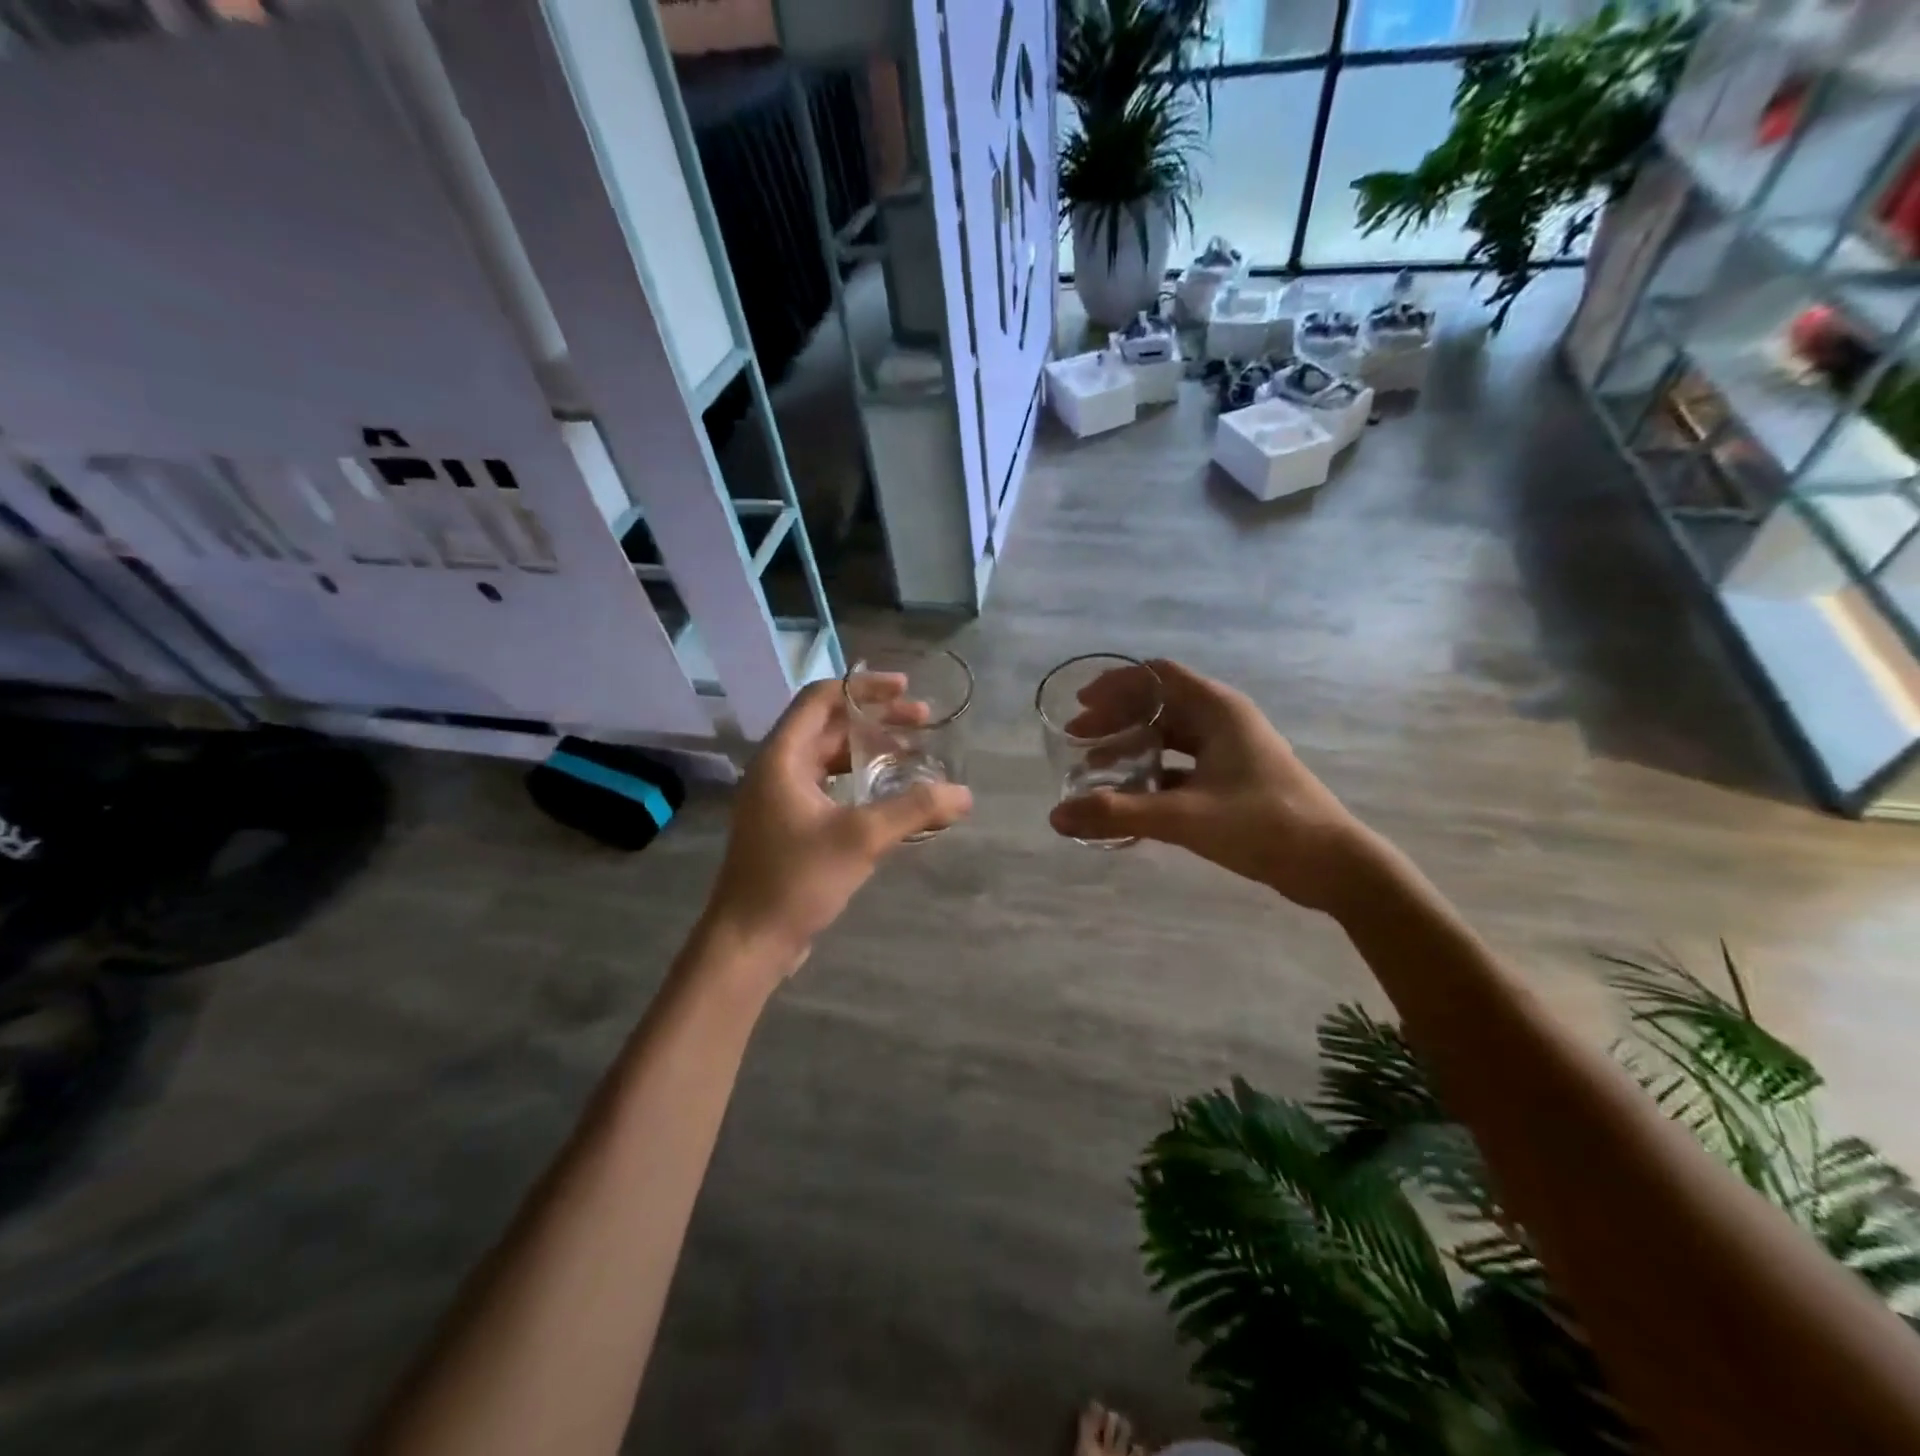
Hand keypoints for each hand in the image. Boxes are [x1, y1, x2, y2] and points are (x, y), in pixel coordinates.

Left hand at [702, 678, 971, 972]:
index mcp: (782, 757)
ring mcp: (781, 800)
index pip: (821, 698)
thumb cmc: (796, 880)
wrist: (749, 942)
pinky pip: (829, 787)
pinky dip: (860, 782)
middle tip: (923, 723)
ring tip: (913, 757)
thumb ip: (914, 809)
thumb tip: (964, 794)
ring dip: (870, 752)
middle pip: (830, 726)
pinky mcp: (789, 827)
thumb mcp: (861, 838)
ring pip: (830, 759)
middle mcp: (777, 769)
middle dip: (877, 721)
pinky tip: (890, 797)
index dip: (864, 687)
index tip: (906, 691)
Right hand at [1047, 659, 1375, 914]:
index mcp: (1217, 710)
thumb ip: (1118, 814)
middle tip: (1079, 740)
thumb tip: (1057, 817)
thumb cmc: (1263, 825)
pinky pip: (1183, 765)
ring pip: (1171, 736)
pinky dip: (1154, 773)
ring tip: (1097, 767)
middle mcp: (1224, 721)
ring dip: (1134, 746)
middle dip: (1117, 718)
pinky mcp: (1235, 780)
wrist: (1333, 865)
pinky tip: (1131, 797)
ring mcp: (1232, 751)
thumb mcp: (1184, 817)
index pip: (1157, 675)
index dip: (1115, 684)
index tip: (1080, 705)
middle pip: (1160, 704)